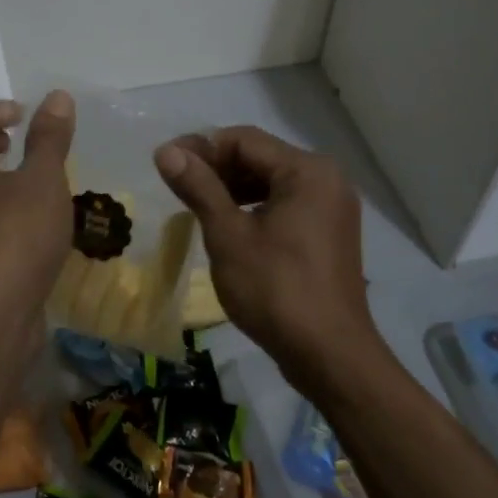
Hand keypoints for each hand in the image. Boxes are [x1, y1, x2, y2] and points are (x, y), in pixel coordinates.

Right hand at [153, 125, 378, 387]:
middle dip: (217, 168)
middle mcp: (326, 178)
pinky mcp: (330, 232)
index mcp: (307, 170)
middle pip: (260, 157)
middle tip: (177, 186)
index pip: (243, 140)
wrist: (330, 356)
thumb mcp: (228, 235)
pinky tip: (229, 227)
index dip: (201, 147)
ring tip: (196, 206)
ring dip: (233, 188)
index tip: (165, 164)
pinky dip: (255, 208)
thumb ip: (199, 187)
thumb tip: (166, 150)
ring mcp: (332, 207)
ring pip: (271, 181)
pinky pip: (286, 204)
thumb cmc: (275, 289)